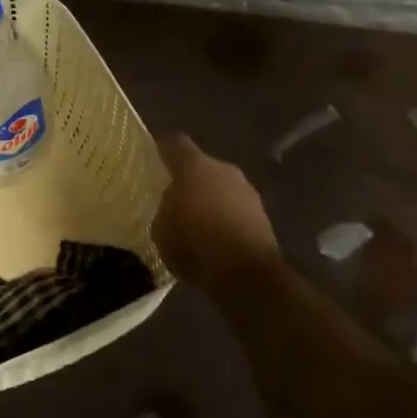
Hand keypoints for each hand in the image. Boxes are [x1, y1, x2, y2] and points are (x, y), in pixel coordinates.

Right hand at [150, 133, 280, 289]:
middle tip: (175, 199)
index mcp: (194, 165)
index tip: (154, 159)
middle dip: (189, 180)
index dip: (163, 149)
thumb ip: (164, 210)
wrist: (246, 274)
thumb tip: (170, 207)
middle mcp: (223, 169)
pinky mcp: (262, 215)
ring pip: (221, 187)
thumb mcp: (161, 230)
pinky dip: (226, 218)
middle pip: (201, 166)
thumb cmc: (195, 244)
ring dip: (210, 200)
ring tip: (196, 223)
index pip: (175, 143)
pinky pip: (236, 209)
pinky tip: (216, 239)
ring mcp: (247, 190)